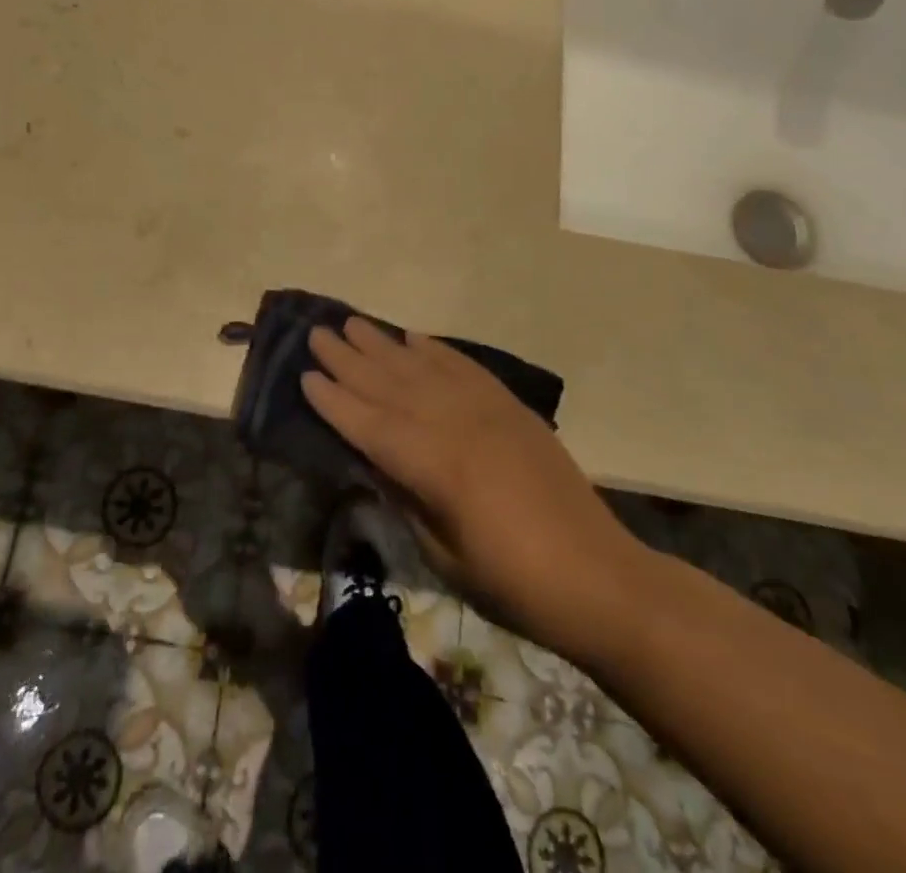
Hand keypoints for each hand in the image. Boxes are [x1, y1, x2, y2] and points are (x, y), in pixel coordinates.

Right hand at [304, 318, 649, 655]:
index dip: (335, 402)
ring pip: (423, 368)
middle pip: (391, 385)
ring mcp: (488, 410)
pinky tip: (413, 337)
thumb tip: (374, 461)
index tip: (305, 376)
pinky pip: (464, 367)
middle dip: (349, 360)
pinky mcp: (511, 408)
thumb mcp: (446, 556)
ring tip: (352, 322)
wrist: (600, 577)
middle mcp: (457, 424)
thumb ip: (407, 499)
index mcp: (437, 467)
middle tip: (317, 333)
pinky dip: (435, 349)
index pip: (371, 425)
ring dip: (384, 344)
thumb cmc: (515, 584)